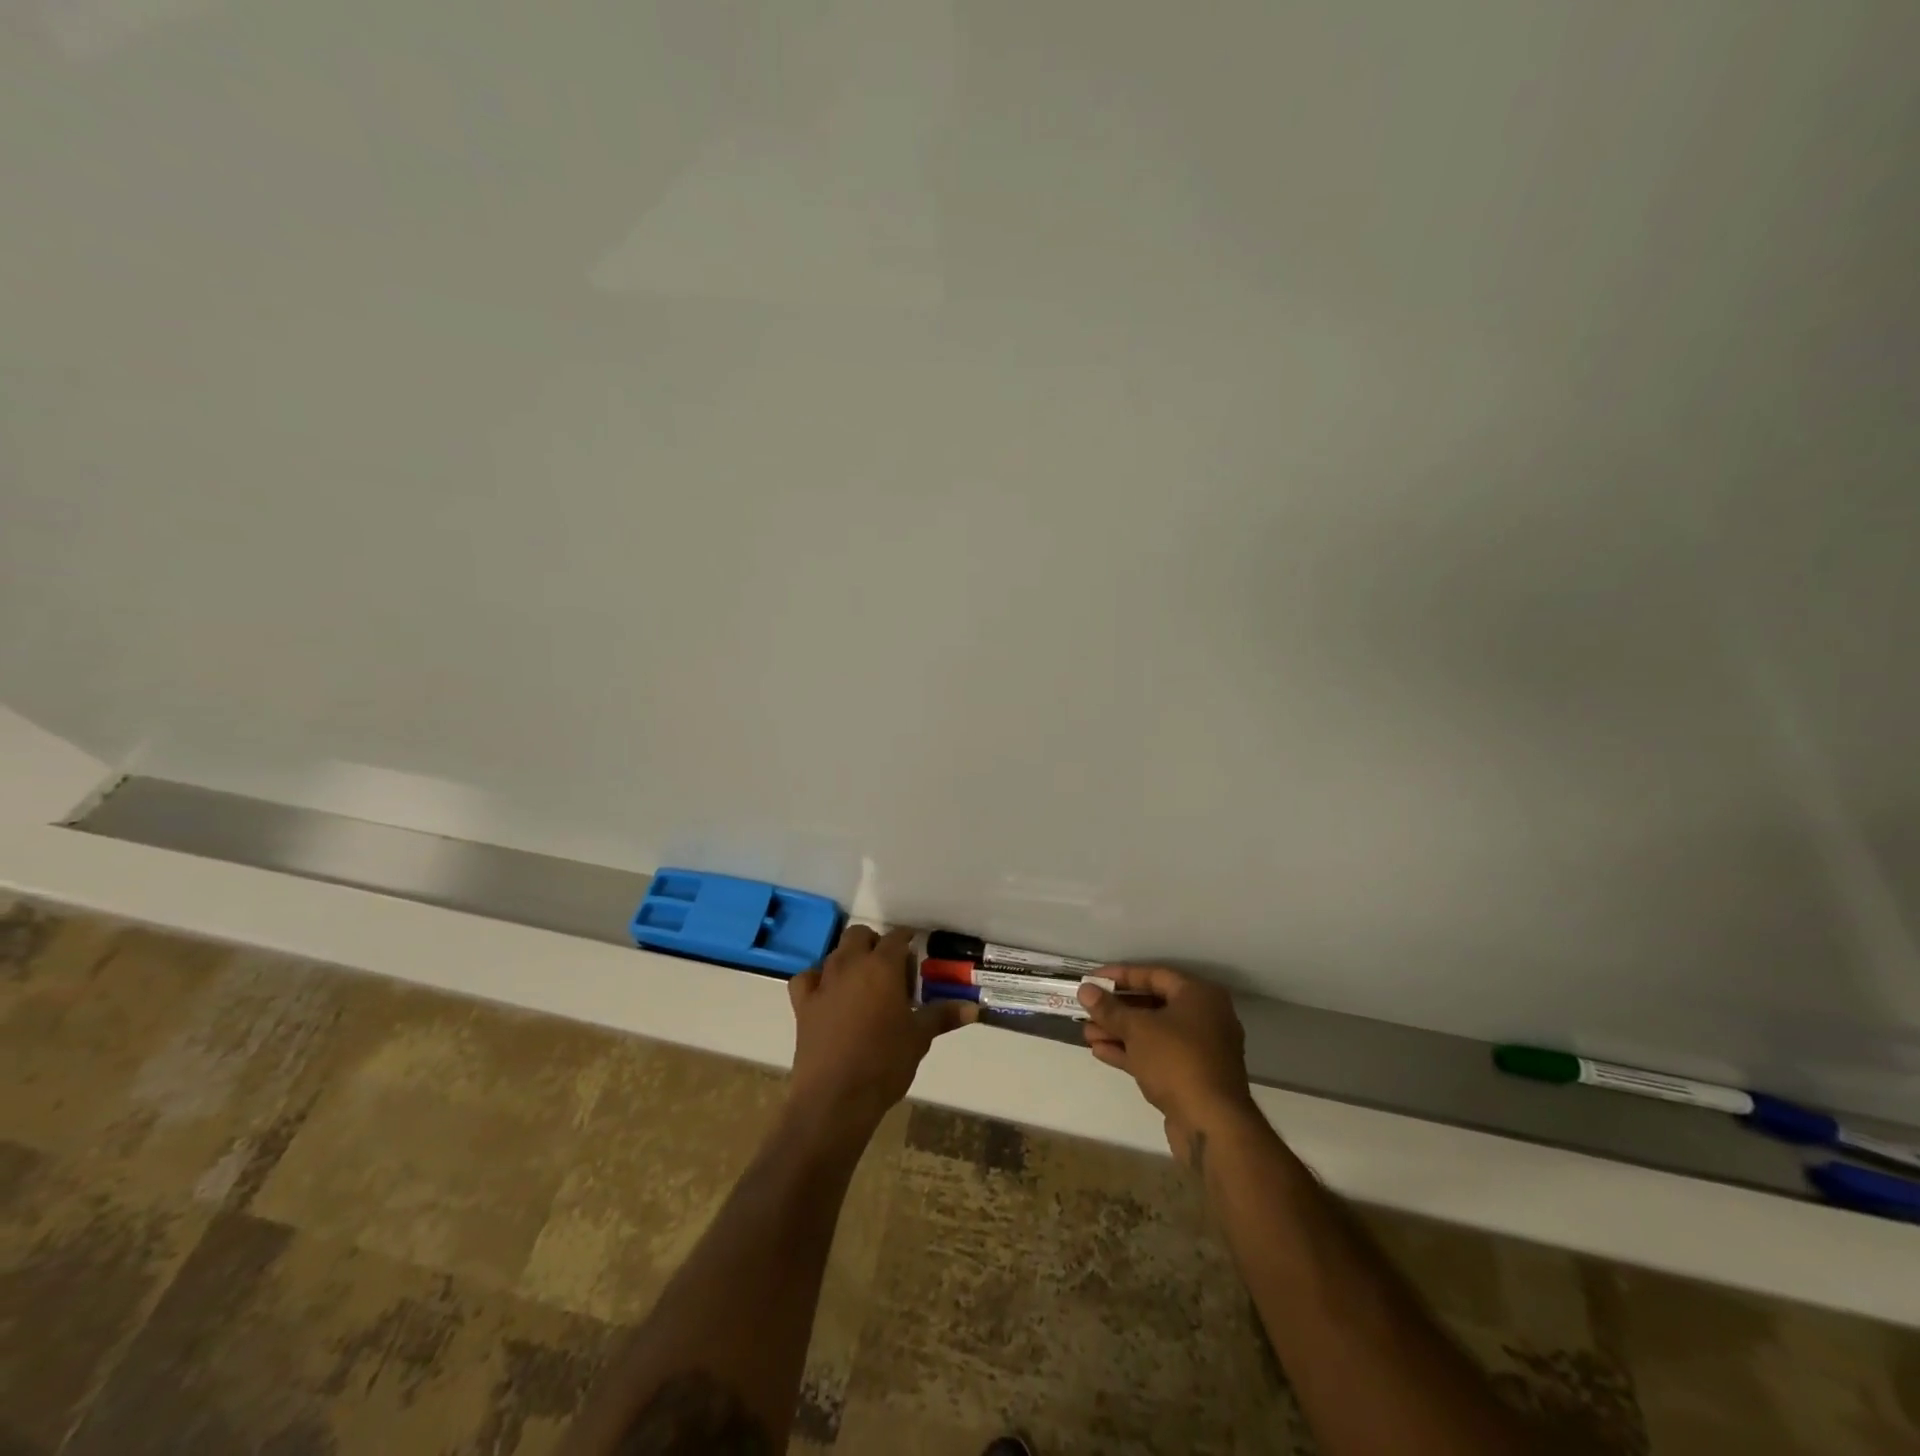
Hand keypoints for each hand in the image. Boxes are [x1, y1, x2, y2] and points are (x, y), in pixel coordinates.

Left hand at [787, 925, 976, 1133]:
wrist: (835, 1097)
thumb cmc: (885, 1062)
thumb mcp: (919, 1037)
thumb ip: (943, 1015)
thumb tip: (973, 1008)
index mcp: (882, 966)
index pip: (896, 937)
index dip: (906, 939)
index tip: (914, 950)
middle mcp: (850, 964)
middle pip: (859, 935)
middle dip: (874, 944)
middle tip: (890, 970)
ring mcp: (823, 982)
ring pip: (835, 954)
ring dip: (849, 960)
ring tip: (864, 985)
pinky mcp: (803, 1004)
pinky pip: (807, 978)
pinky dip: (817, 980)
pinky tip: (827, 995)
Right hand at [1077, 966, 1256, 1166]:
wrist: (1211, 1124)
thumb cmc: (1176, 1060)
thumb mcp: (1137, 1029)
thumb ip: (1110, 1009)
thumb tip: (1085, 990)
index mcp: (1199, 996)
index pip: (1154, 975)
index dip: (1120, 976)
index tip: (1092, 980)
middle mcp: (1204, 1018)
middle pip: (1153, 1005)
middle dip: (1117, 1009)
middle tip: (1087, 1009)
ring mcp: (1200, 1050)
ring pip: (1153, 1033)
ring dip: (1119, 1032)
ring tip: (1087, 1033)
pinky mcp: (1192, 1077)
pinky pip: (1158, 1056)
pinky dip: (1131, 1052)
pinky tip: (1100, 1052)